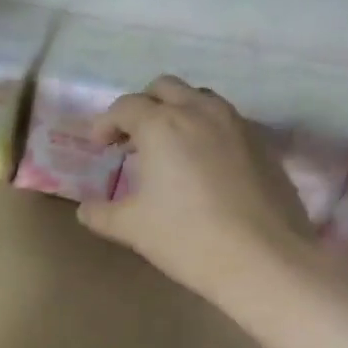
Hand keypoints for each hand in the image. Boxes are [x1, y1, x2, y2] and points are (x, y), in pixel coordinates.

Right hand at [77, 77, 318, 306]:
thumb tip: (86, 209)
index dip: (106, 123)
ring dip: (176, 114)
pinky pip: (225, 121)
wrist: (262, 258)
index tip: (98, 146)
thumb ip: (100, 213)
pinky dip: (204, 131)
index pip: (126, 106)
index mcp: (162, 126)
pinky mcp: (262, 143)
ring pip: (199, 99)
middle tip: (129, 140)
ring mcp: (237, 124)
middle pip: (165, 88)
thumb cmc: (185, 237)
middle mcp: (200, 112)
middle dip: (142, 107)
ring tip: (165, 150)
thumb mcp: (130, 228)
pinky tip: (200, 167)